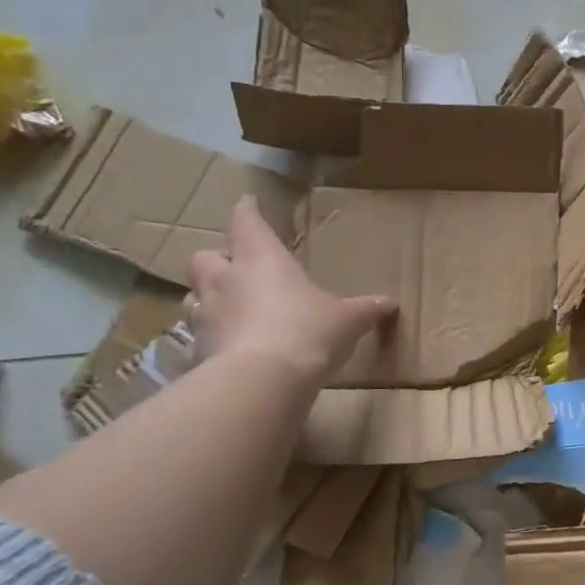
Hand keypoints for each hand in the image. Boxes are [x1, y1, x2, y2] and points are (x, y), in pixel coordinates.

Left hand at [187, 198, 396, 382]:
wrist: (263, 382)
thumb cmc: (308, 332)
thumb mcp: (347, 320)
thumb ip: (365, 309)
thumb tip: (389, 303)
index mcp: (261, 259)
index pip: (247, 222)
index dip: (247, 211)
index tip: (248, 202)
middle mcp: (225, 280)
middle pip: (205, 257)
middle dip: (217, 259)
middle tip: (234, 266)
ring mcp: (205, 316)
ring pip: (195, 296)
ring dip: (209, 298)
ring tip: (229, 310)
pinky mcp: (197, 350)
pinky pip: (198, 338)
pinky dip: (211, 340)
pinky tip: (229, 351)